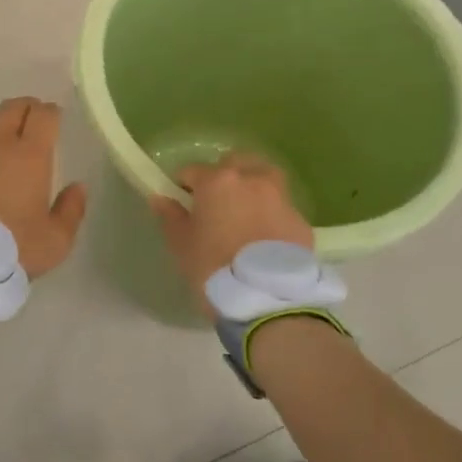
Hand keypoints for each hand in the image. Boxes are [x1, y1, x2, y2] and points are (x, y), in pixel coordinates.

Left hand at [0, 98, 87, 278]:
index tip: (52, 123)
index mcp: (30, 155)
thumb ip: (71, 210)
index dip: (50, 114)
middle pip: (12, 107)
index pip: (44, 114)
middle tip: (27, 128)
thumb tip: (77, 187)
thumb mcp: (56, 241)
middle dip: (24, 111)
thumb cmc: (11, 252)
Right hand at [151, 153, 313, 317]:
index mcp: (217, 181)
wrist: (267, 298)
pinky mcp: (300, 220)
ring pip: (264, 178)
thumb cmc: (214, 268)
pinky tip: (265, 237)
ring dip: (252, 187)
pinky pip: (281, 208)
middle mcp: (251, 180)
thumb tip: (160, 198)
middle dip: (223, 176)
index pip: (192, 170)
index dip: (184, 185)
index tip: (183, 203)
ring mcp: (280, 197)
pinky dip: (271, 214)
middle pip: (234, 164)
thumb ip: (170, 217)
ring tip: (245, 213)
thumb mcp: (182, 246)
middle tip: (216, 204)